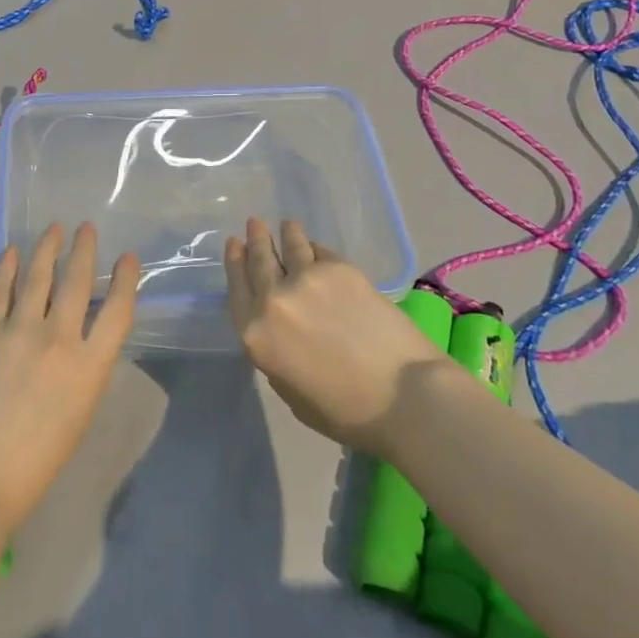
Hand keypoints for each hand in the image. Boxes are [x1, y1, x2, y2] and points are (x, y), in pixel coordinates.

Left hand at [0, 222, 139, 537]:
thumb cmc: (35, 465)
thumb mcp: (78, 416)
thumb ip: (83, 372)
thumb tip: (78, 342)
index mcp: (90, 367)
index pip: (117, 311)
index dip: (125, 280)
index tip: (127, 258)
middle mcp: (59, 339)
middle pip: (77, 282)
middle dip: (84, 250)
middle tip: (86, 227)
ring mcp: (19, 331)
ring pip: (38, 277)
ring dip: (48, 248)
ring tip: (55, 228)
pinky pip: (0, 292)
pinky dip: (8, 268)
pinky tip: (13, 252)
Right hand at [225, 218, 444, 456]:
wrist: (404, 395)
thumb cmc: (347, 412)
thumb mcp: (292, 394)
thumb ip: (276, 356)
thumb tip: (280, 331)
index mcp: (256, 335)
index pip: (237, 290)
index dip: (234, 264)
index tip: (234, 245)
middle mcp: (273, 300)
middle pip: (259, 261)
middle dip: (255, 240)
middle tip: (254, 224)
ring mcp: (306, 279)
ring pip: (290, 246)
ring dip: (286, 233)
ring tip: (286, 225)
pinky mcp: (340, 269)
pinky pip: (320, 252)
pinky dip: (314, 247)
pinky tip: (315, 246)